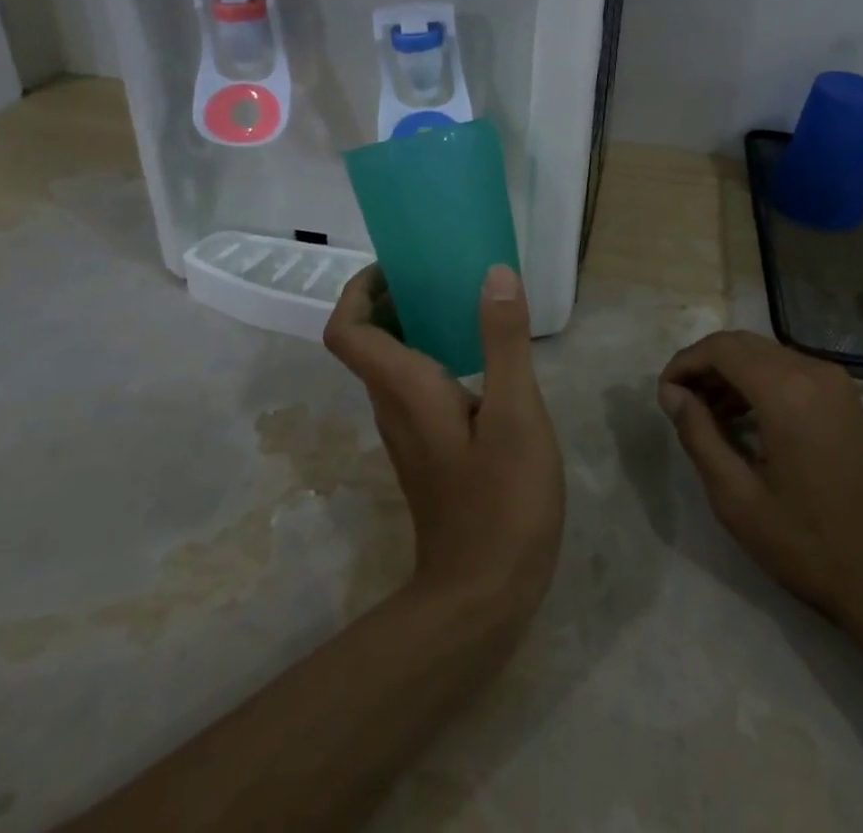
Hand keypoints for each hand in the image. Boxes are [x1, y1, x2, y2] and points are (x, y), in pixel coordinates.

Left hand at [324, 264, 564, 623]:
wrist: (483, 596)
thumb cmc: (501, 500)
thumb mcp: (515, 413)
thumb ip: (504, 341)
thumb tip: (494, 273)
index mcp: (404, 389)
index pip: (347, 331)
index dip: (357, 291)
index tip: (395, 266)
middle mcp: (393, 407)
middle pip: (364, 342)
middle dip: (388, 299)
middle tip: (435, 274)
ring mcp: (408, 433)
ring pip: (389, 365)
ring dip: (410, 326)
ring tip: (459, 302)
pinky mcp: (428, 451)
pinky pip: (413, 387)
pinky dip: (429, 355)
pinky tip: (477, 359)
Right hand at [659, 331, 862, 630]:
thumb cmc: (808, 544)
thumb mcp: (738, 498)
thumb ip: (698, 435)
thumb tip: (672, 394)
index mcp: (787, 391)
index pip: (721, 349)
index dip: (685, 363)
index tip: (663, 394)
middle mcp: (814, 371)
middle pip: (744, 345)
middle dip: (705, 366)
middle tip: (679, 403)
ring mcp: (836, 382)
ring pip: (766, 354)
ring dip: (731, 373)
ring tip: (706, 415)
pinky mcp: (846, 398)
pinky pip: (790, 370)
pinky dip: (759, 382)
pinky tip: (744, 420)